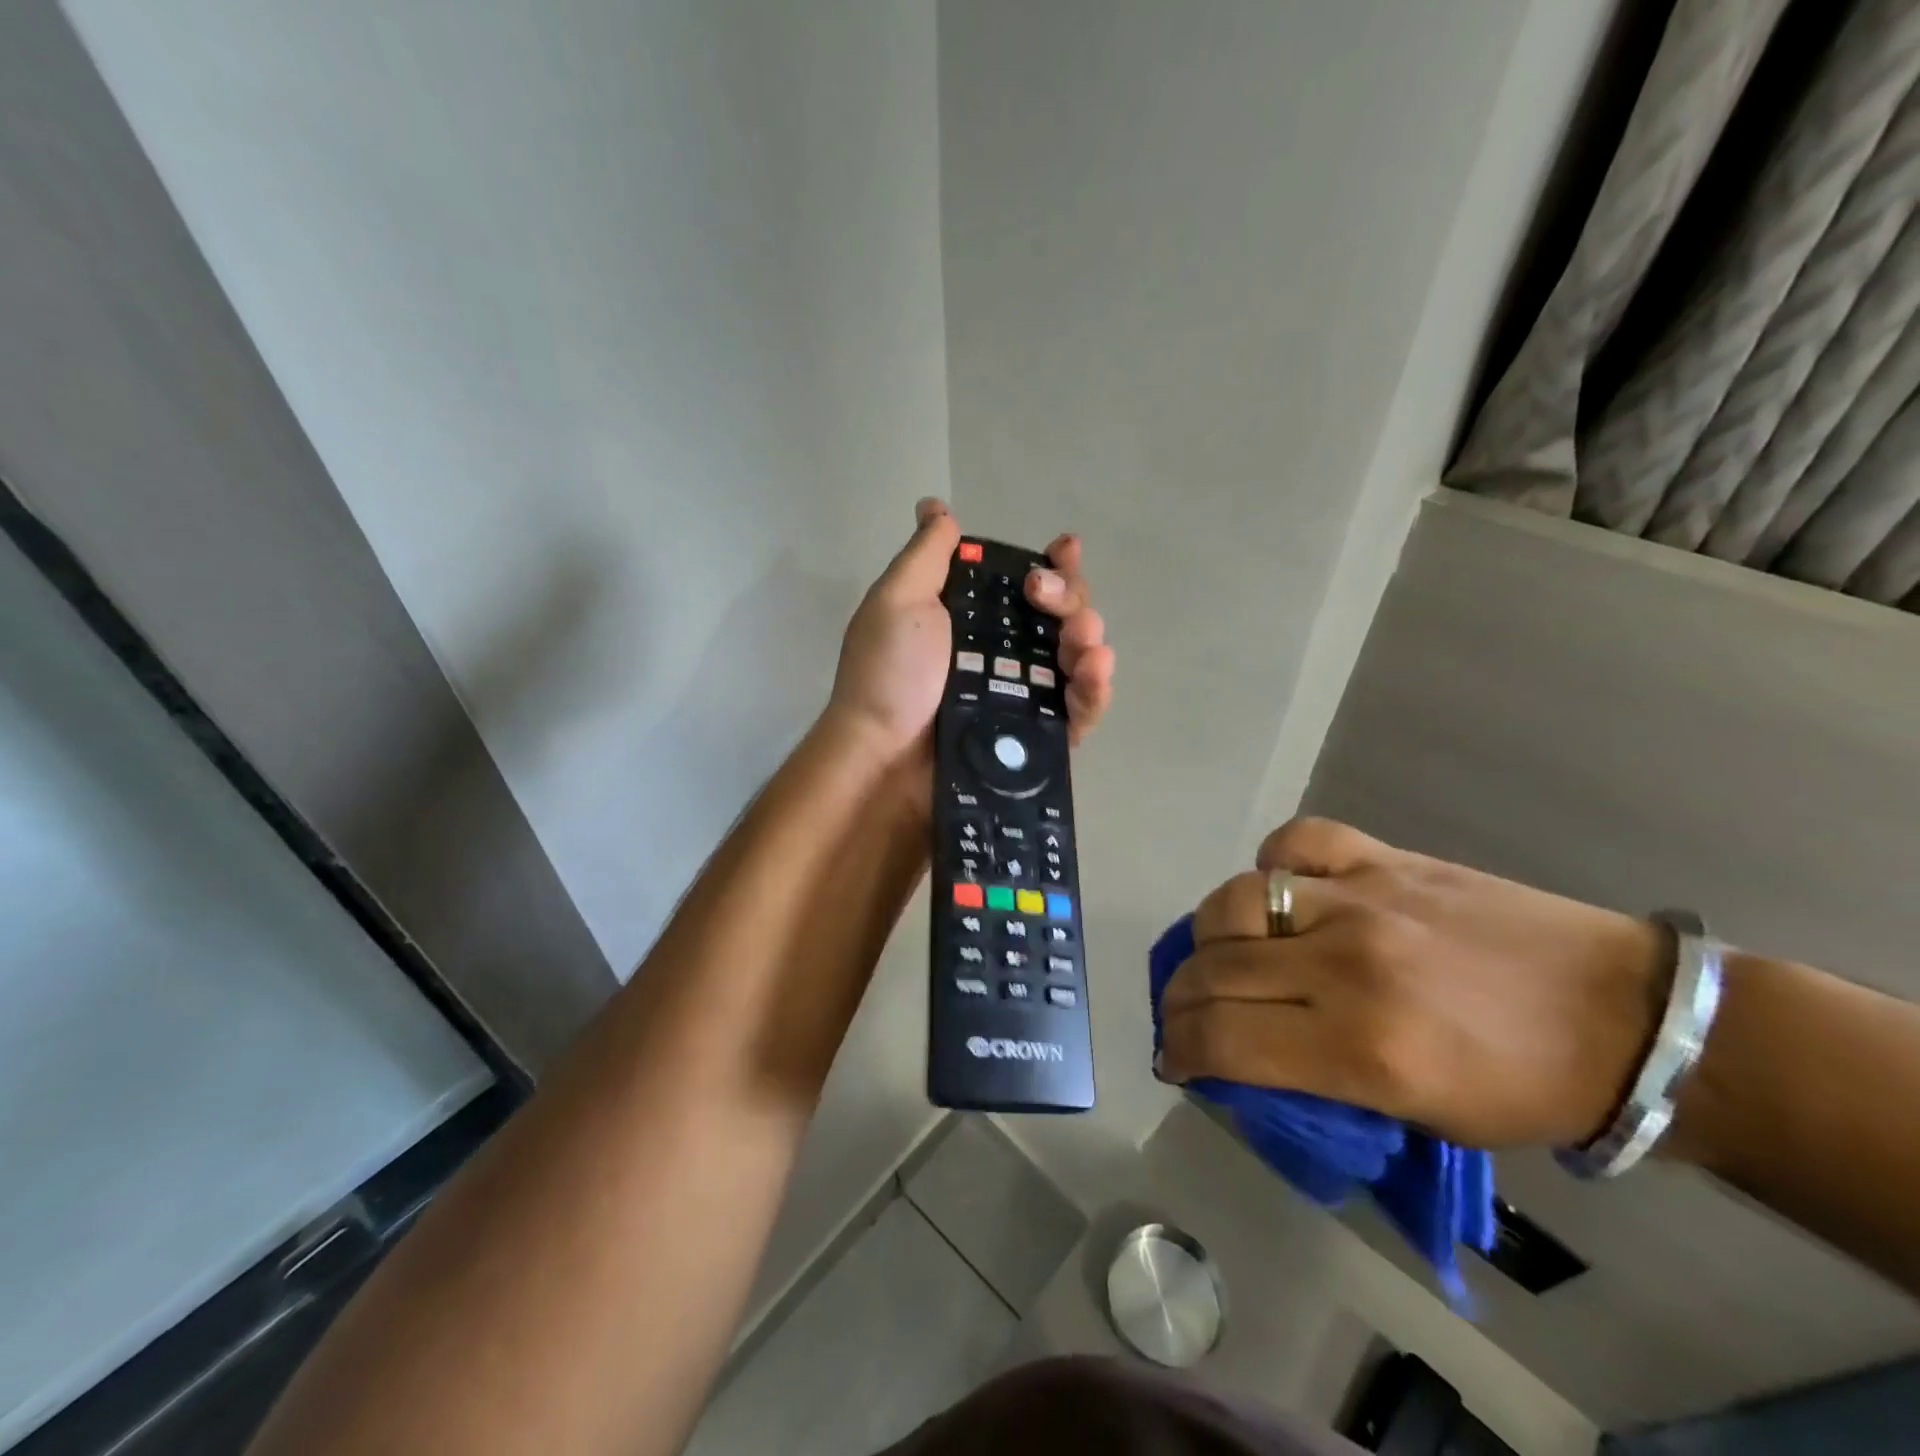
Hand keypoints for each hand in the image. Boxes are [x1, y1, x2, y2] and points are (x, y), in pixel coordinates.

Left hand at [828, 498, 1115, 762]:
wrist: (884, 760)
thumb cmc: (889, 676)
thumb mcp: (898, 601)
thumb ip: (926, 555)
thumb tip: (935, 506)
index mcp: (974, 620)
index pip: (1026, 585)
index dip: (1053, 564)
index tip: (1064, 549)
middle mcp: (1004, 654)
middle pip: (1061, 616)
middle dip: (1070, 597)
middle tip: (1045, 597)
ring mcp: (1024, 697)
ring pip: (1078, 659)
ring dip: (1090, 637)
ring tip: (1082, 638)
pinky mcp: (1039, 738)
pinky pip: (1081, 710)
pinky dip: (1097, 688)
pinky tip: (1095, 668)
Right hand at [1158, 818, 1666, 1148]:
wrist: (1630, 1017)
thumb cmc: (1525, 1090)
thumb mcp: (1417, 1119)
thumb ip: (1315, 1085)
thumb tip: (1238, 1061)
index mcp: (1363, 1050)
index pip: (1222, 1040)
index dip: (1180, 1052)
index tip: (1175, 1059)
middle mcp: (1347, 966)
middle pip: (1214, 972)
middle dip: (1180, 1001)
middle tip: (1186, 1015)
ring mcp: (1363, 900)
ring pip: (1234, 902)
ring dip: (1210, 937)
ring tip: (1224, 955)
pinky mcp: (1384, 859)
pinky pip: (1295, 844)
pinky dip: (1273, 865)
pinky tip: (1284, 891)